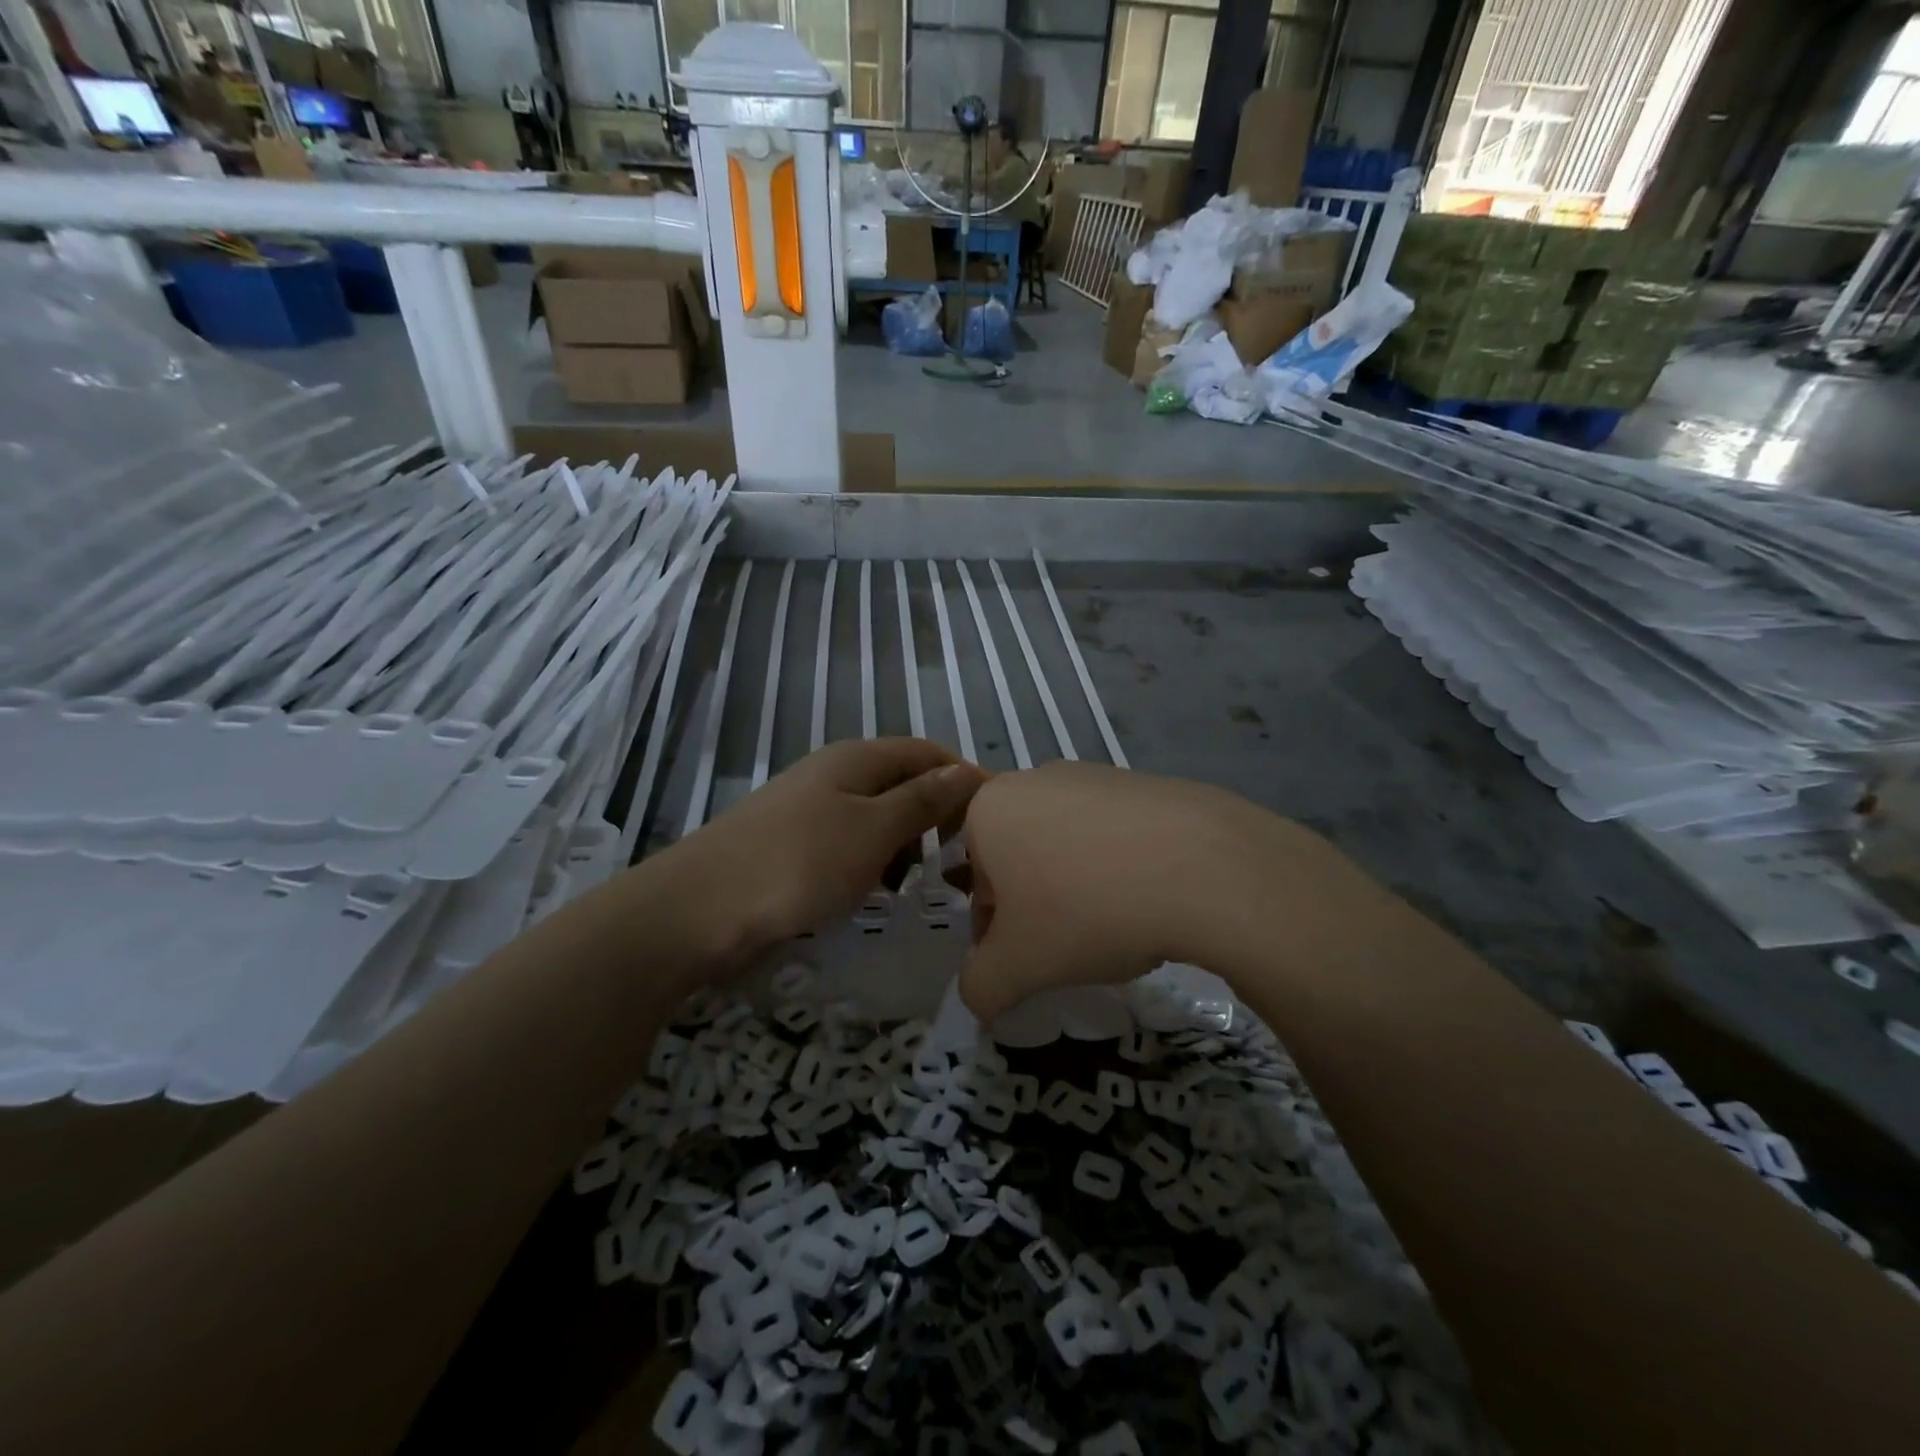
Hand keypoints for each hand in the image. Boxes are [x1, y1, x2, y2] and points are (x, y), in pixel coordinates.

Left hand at [657, 738, 985, 963]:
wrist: (699, 908)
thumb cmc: (799, 863)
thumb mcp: (874, 831)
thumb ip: (922, 801)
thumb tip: (967, 772)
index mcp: (857, 759)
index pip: (928, 753)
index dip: (963, 778)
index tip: (994, 819)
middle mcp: (834, 773)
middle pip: (902, 782)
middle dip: (935, 815)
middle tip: (959, 859)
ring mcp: (809, 808)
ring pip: (876, 816)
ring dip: (903, 843)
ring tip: (915, 883)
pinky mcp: (792, 843)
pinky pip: (849, 842)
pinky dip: (871, 862)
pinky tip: (872, 892)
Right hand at [958, 761, 1341, 1019]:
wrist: (1202, 867)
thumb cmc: (1085, 911)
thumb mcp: (1018, 967)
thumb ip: (980, 987)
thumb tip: (978, 997)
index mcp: (990, 809)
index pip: (976, 883)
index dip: (995, 934)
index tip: (1027, 963)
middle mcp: (1035, 779)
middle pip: (1020, 859)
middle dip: (1035, 906)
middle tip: (1070, 948)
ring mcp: (1094, 774)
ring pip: (1067, 845)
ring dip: (1077, 886)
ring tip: (1116, 925)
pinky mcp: (1144, 782)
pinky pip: (1115, 834)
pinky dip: (1121, 866)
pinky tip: (1150, 898)